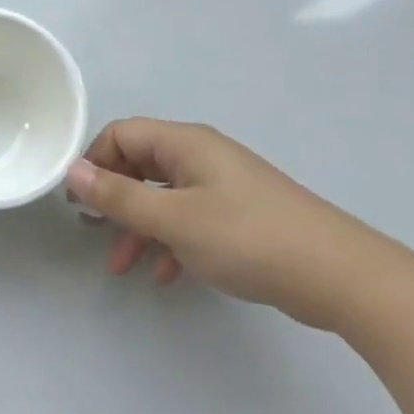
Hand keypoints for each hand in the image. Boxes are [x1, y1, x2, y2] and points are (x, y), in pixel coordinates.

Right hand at [66, 119, 401, 330]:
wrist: (342, 278)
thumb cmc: (249, 238)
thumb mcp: (174, 220)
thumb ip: (119, 197)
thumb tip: (71, 171)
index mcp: (184, 144)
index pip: (121, 135)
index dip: (94, 162)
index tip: (79, 201)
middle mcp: (200, 157)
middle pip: (140, 165)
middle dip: (114, 199)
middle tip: (93, 232)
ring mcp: (223, 187)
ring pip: (163, 198)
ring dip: (139, 228)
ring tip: (121, 265)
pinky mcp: (240, 218)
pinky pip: (190, 221)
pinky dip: (171, 243)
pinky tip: (165, 276)